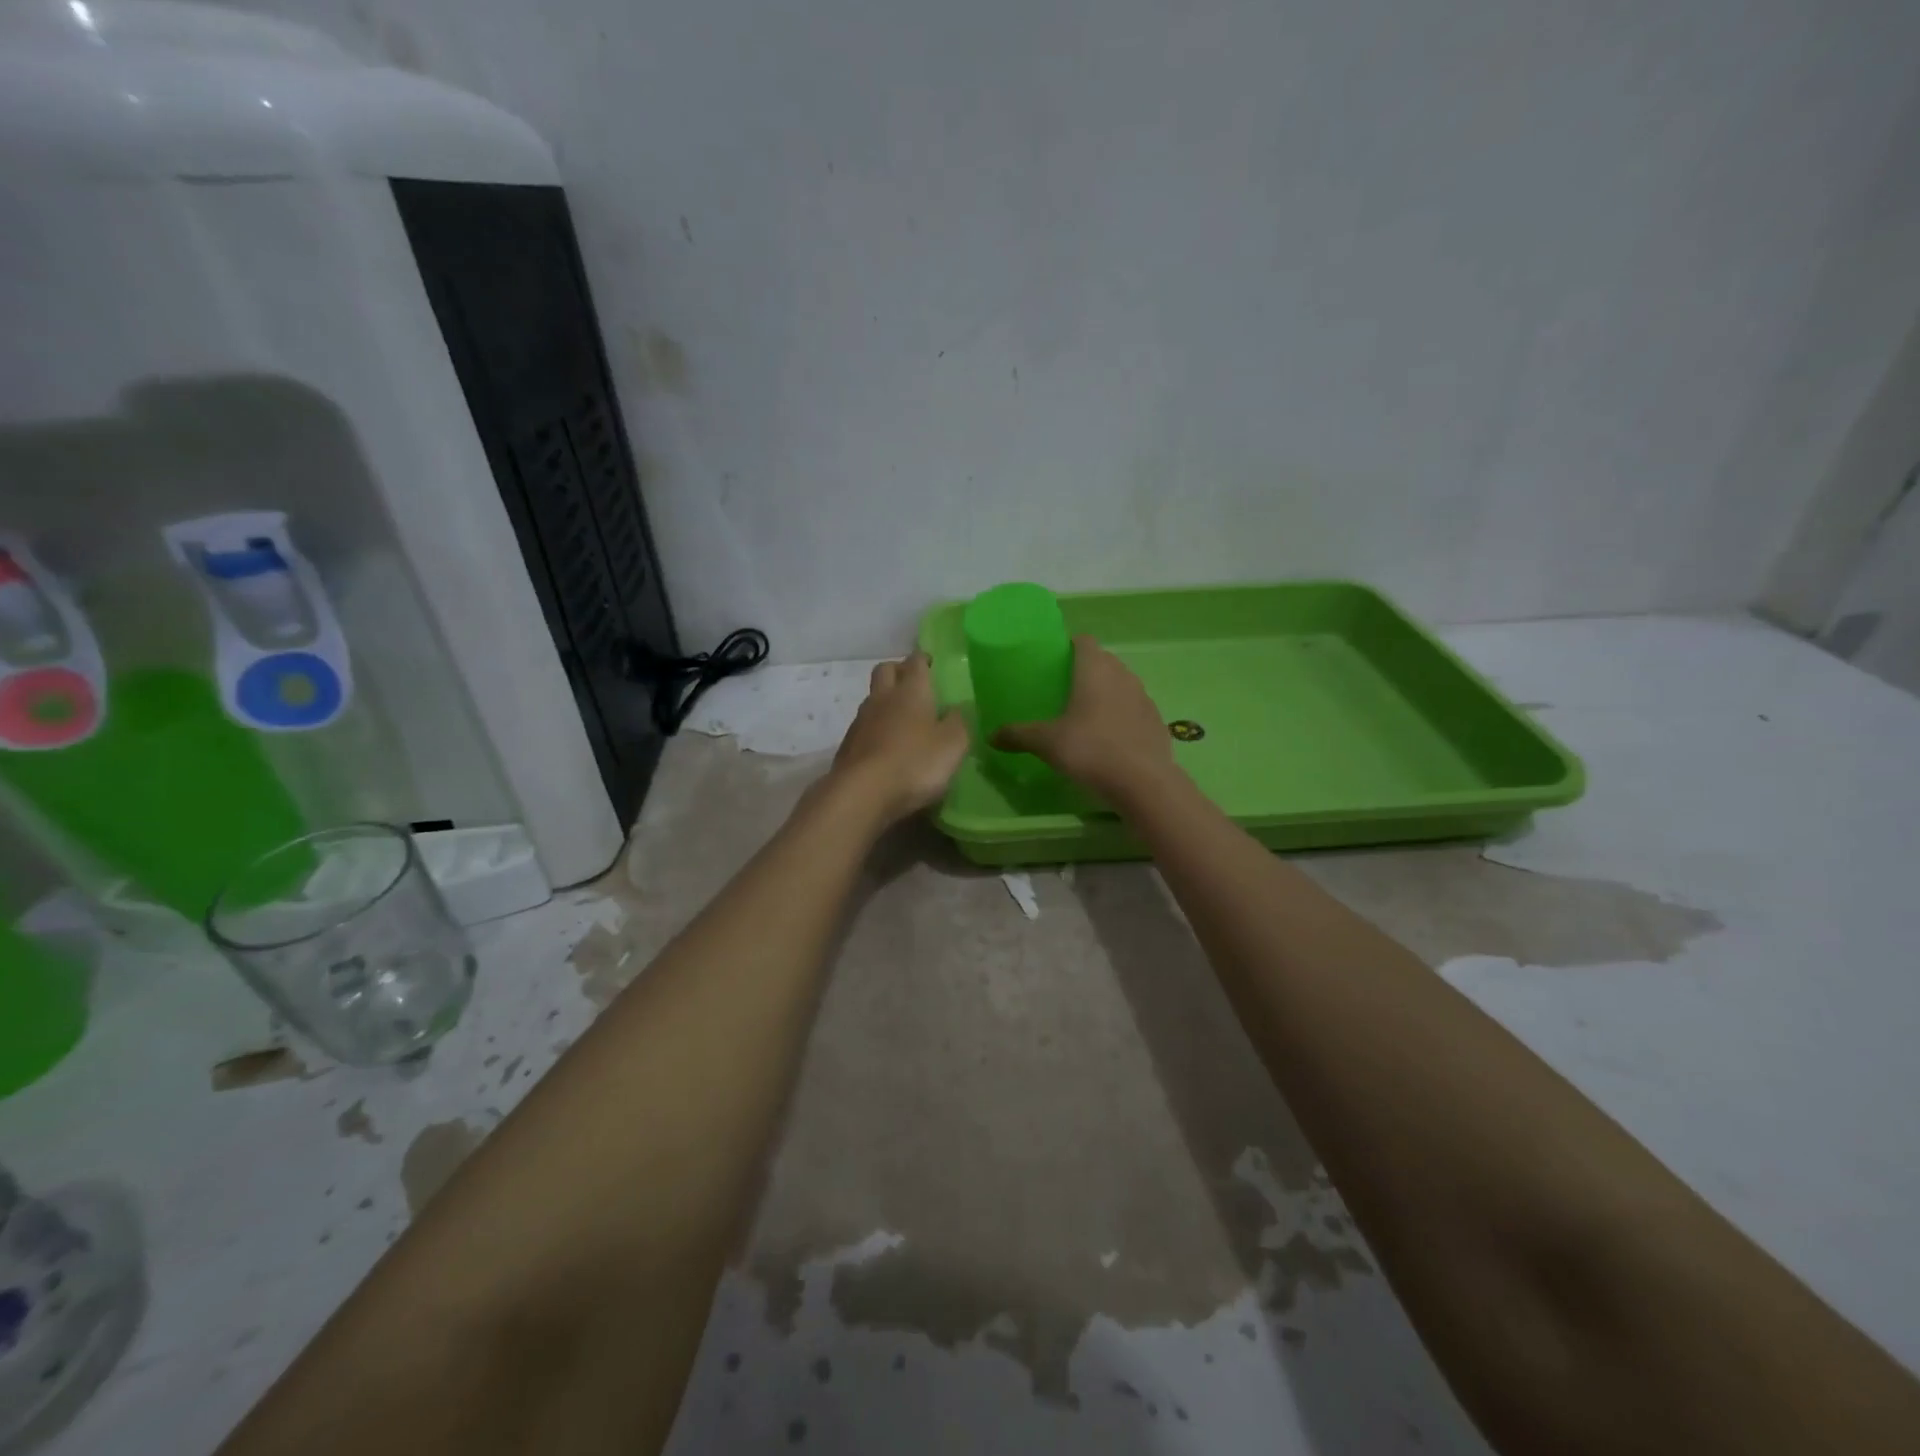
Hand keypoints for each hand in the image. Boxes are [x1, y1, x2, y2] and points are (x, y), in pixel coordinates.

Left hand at [832, 653, 970, 821]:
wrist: (862, 793)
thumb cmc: (915, 763)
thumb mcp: (953, 744)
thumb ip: (959, 722)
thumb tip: (957, 708)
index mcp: (911, 691)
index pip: (915, 662)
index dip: (923, 659)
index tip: (931, 662)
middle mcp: (883, 698)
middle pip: (885, 670)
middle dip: (898, 670)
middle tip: (913, 681)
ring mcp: (861, 721)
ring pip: (873, 698)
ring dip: (886, 700)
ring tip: (902, 717)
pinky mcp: (848, 745)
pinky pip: (864, 726)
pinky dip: (876, 728)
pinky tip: (886, 745)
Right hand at [992, 636, 1176, 799]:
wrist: (1143, 782)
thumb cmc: (1090, 750)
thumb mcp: (1047, 743)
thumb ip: (1018, 735)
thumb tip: (990, 736)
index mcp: (1095, 670)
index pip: (1084, 641)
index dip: (1069, 646)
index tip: (1055, 662)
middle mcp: (1123, 676)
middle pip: (1104, 661)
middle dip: (1086, 670)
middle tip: (1064, 690)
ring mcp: (1144, 698)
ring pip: (1122, 684)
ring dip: (1106, 692)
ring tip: (1086, 714)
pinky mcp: (1156, 721)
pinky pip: (1135, 709)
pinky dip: (1122, 715)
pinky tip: (1110, 738)